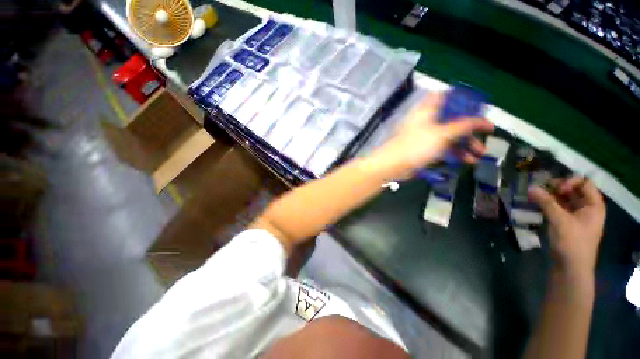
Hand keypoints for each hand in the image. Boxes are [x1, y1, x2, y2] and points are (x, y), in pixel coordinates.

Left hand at [370, 92, 493, 178]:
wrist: (393, 165)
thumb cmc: (415, 146)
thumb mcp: (442, 134)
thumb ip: (463, 125)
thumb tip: (481, 120)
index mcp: (427, 110)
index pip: (447, 97)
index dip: (463, 99)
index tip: (478, 107)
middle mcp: (427, 121)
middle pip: (452, 119)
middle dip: (470, 128)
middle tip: (485, 135)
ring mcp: (425, 136)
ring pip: (449, 135)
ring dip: (465, 144)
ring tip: (479, 154)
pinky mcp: (424, 149)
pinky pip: (443, 147)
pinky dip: (454, 152)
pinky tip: (466, 160)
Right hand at [529, 177, 605, 275]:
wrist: (571, 267)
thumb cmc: (572, 242)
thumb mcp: (560, 220)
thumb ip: (546, 202)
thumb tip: (531, 187)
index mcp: (593, 205)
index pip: (584, 183)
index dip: (570, 182)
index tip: (555, 188)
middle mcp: (587, 208)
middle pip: (573, 190)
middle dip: (557, 188)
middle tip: (540, 189)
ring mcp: (577, 216)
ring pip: (564, 200)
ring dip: (550, 196)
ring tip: (535, 195)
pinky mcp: (567, 223)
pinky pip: (559, 208)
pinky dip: (549, 205)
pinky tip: (537, 204)